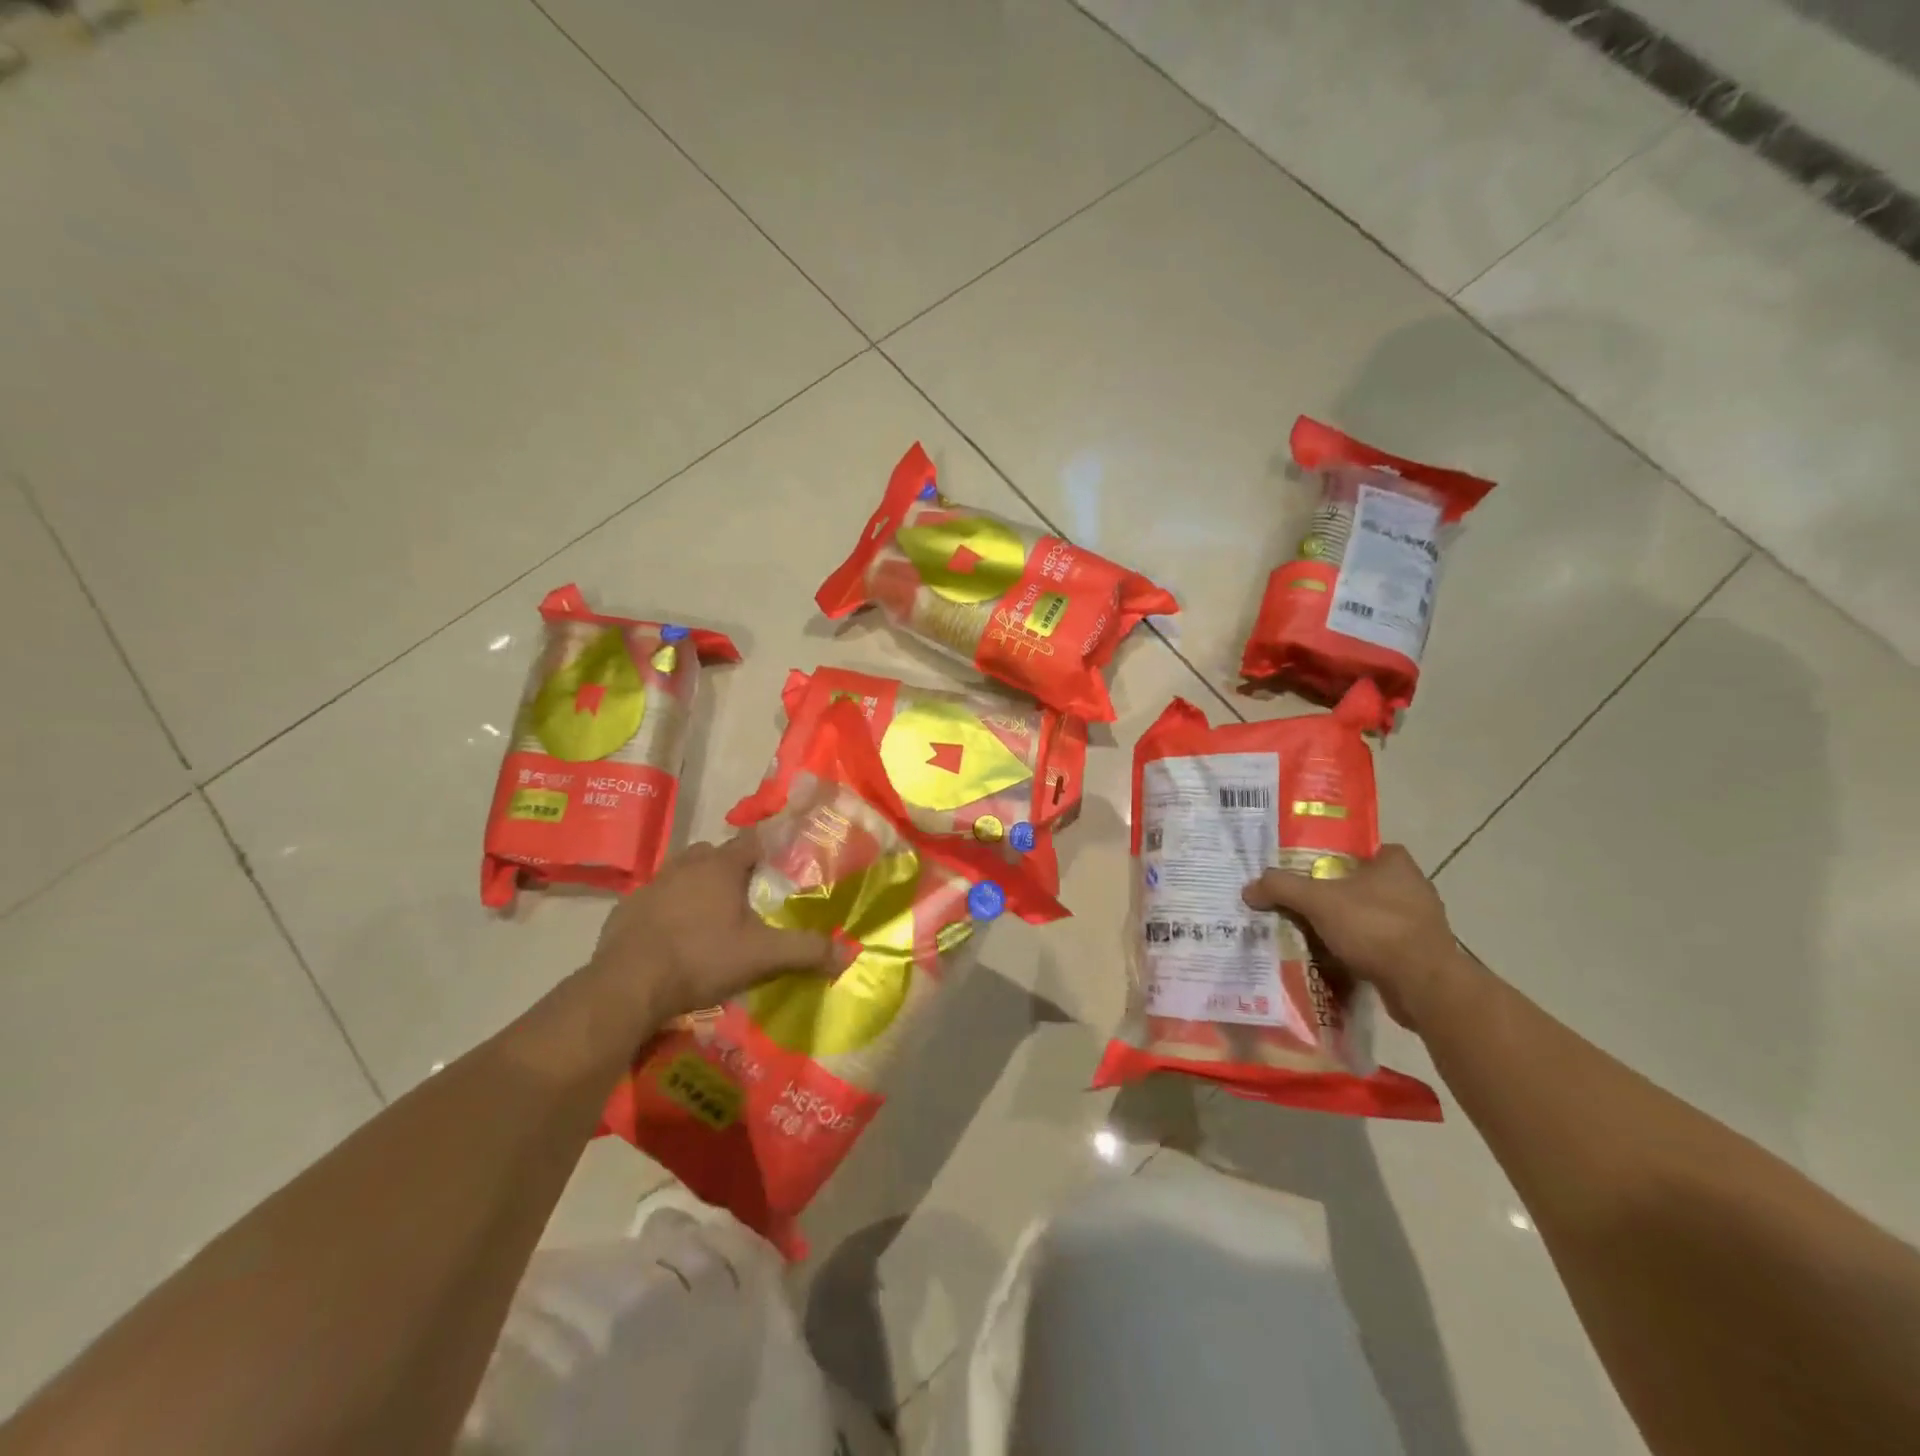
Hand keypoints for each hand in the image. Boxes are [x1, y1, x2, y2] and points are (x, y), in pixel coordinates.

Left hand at [587, 832, 830, 1027]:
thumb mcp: (762, 956)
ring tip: (711, 915)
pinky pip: (657, 897)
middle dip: (732, 867)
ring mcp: (652, 884)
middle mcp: (686, 865)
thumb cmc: (701, 959)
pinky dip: (669, 908)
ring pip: (683, 872)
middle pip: (716, 853)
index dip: (770, 847)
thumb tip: (849, 954)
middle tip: (748, 894)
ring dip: (698, 885)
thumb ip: (806, 951)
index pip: (753, 840)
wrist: (627, 986)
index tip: (783, 861)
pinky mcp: (627, 908)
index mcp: (721, 866)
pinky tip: (674, 935)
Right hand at [1242, 844, 1465, 1027]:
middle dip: (1337, 893)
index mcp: (1396, 864)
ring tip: (1314, 932)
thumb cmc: (1375, 927)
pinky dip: (1362, 950)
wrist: (1424, 986)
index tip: (1312, 870)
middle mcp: (1414, 888)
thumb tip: (1248, 888)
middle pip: (1365, 884)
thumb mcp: (1318, 901)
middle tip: (1304, 901)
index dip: (1338, 857)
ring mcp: (1421, 924)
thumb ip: (1282, 888)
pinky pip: (1382, 944)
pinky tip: (1337, 958)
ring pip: (1373, 916)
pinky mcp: (1422, 955)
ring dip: (1349, 925)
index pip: (1365, 850)